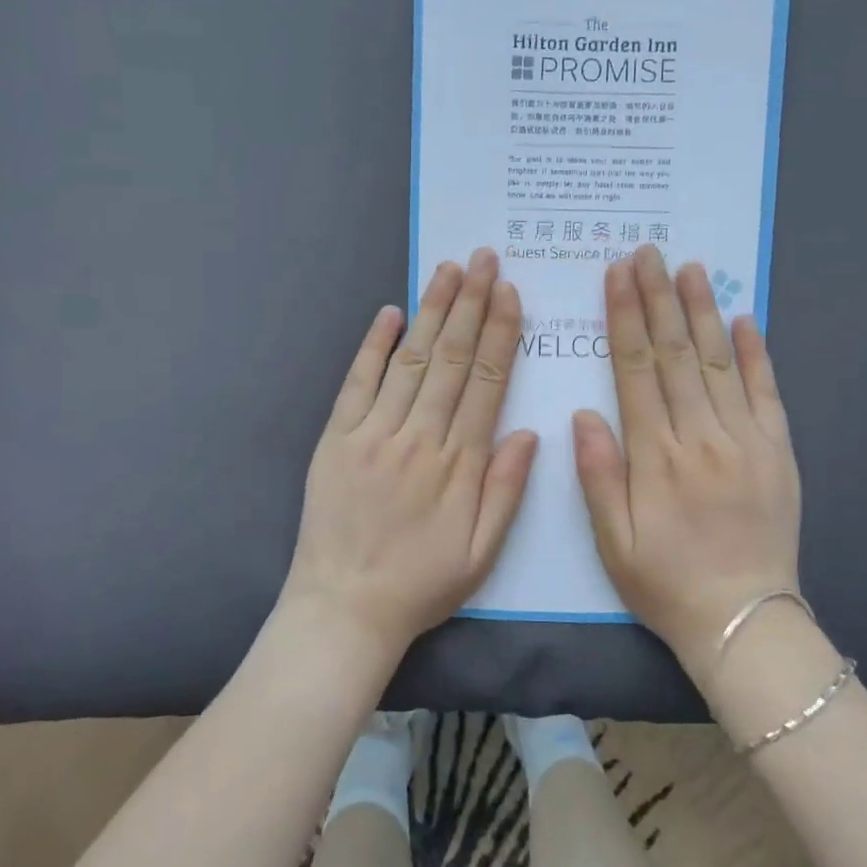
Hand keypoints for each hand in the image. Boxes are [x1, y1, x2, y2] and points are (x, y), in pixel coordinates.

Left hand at [283, 249, 538, 664]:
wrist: (345, 607)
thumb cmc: (421, 583)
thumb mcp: (481, 552)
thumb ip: (506, 490)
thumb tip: (529, 431)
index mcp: (459, 463)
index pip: (486, 382)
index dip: (499, 334)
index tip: (509, 293)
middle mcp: (419, 436)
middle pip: (451, 358)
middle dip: (470, 304)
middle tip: (484, 258)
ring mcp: (373, 433)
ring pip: (410, 360)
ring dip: (431, 311)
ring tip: (448, 270)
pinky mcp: (336, 438)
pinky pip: (357, 383)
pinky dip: (373, 345)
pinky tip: (389, 312)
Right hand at [573, 245, 803, 674]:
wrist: (743, 620)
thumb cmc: (665, 582)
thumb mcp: (612, 541)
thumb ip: (597, 474)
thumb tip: (584, 413)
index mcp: (656, 456)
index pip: (635, 370)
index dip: (624, 318)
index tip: (617, 275)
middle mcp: (701, 437)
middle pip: (675, 354)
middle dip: (658, 298)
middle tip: (648, 252)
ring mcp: (746, 441)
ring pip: (720, 362)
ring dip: (703, 311)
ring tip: (691, 267)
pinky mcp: (778, 451)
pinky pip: (767, 393)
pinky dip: (757, 353)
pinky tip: (746, 318)